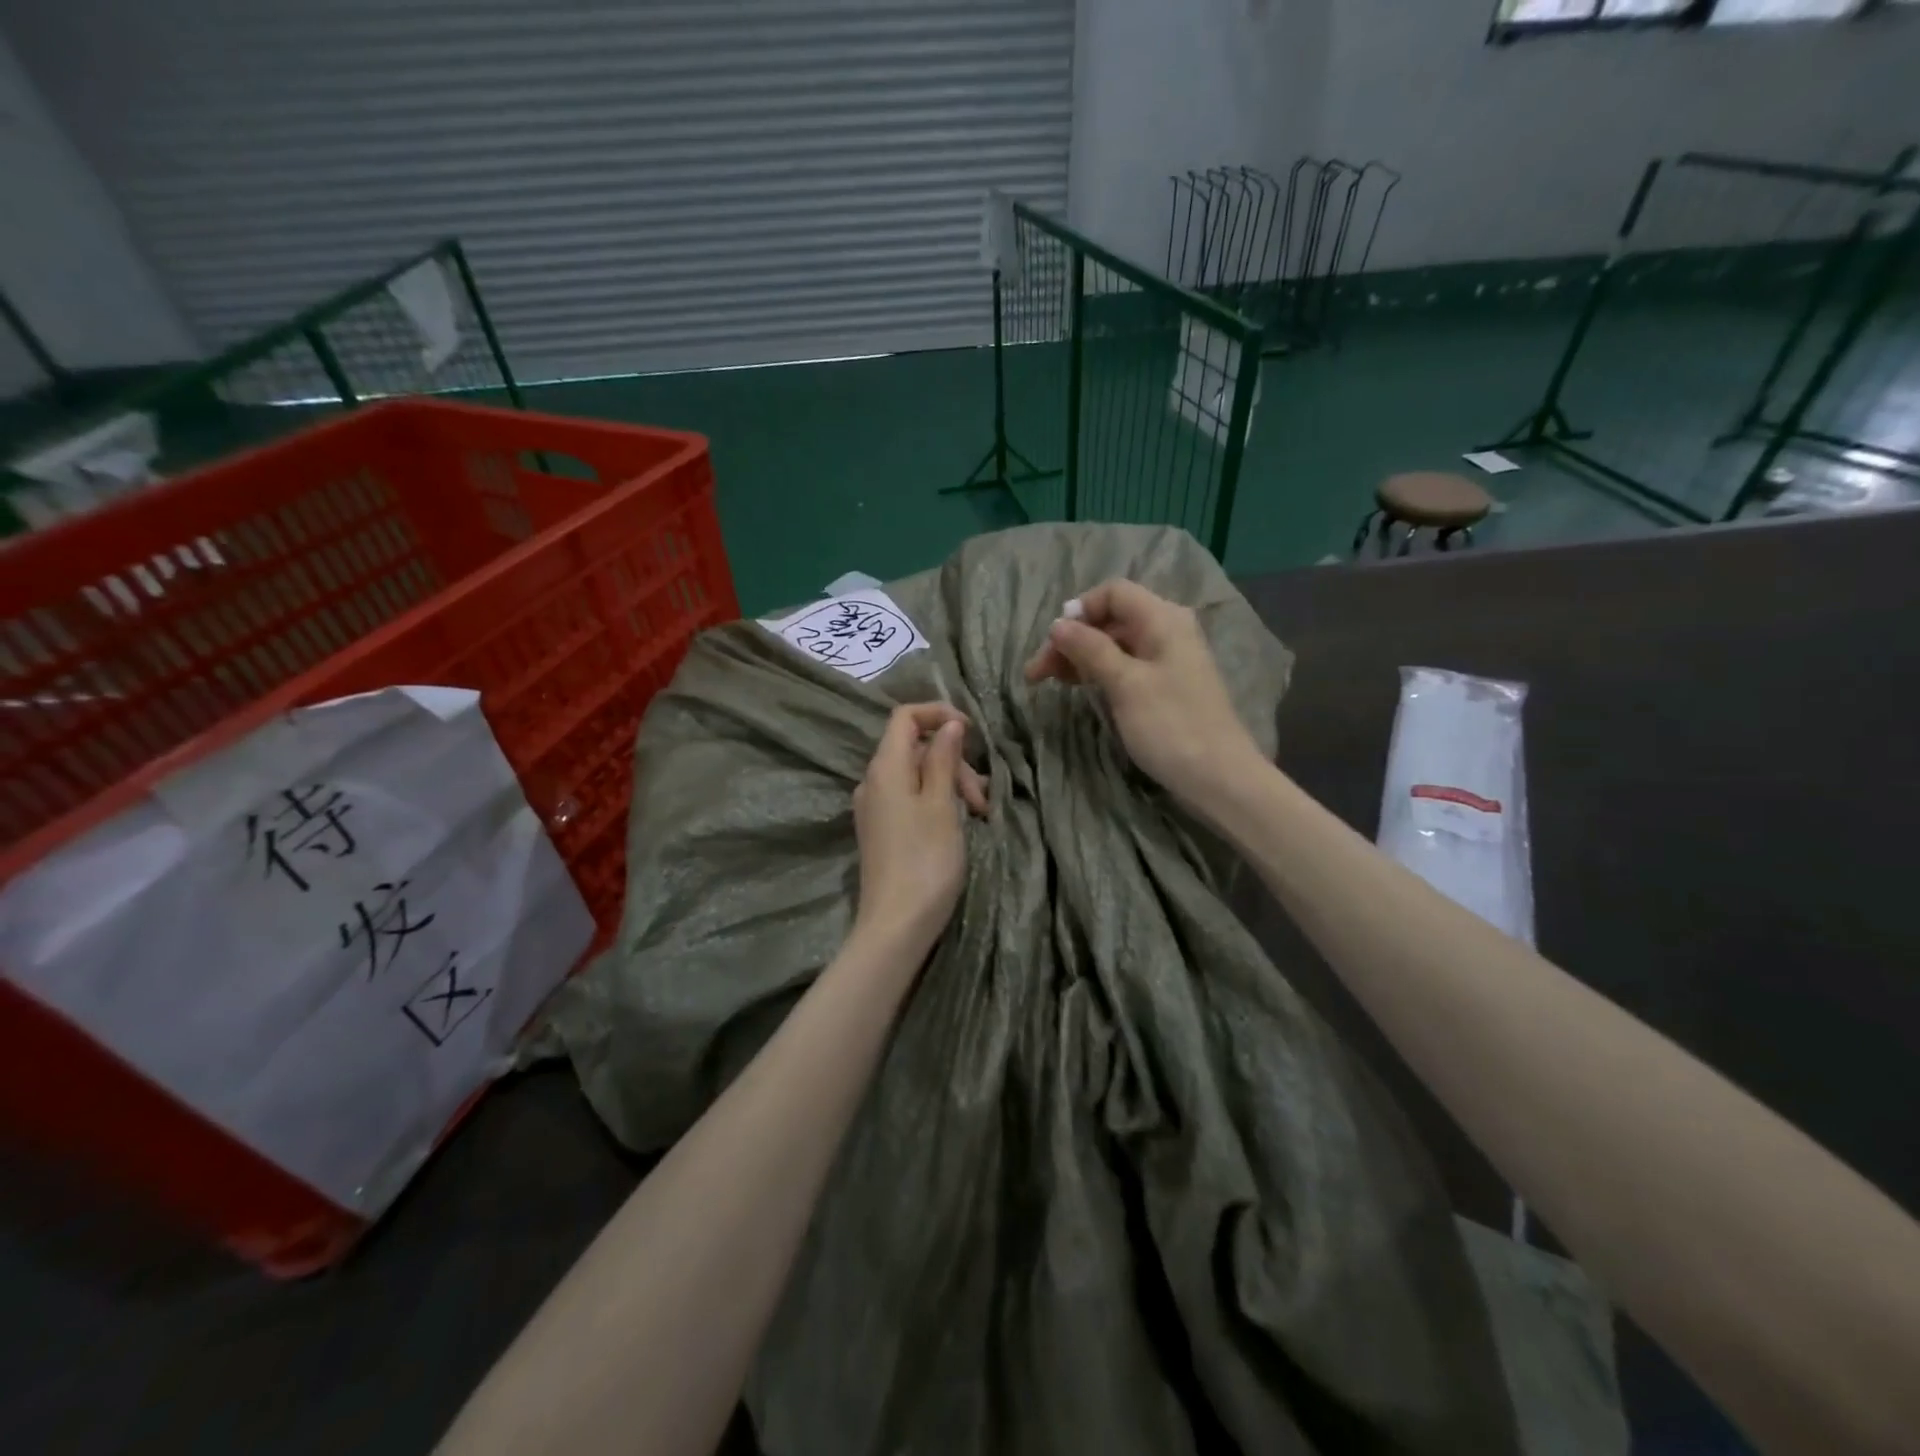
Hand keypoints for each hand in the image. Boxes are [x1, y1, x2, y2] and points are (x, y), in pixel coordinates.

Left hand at [851, 703, 987, 953]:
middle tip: (981, 799)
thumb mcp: (942, 804)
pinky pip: (910, 798)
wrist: (896, 925)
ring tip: (979, 815)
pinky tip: (959, 823)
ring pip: (917, 775)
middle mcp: (873, 781)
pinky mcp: (882, 830)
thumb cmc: (925, 861)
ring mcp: (875, 807)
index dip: (938, 713)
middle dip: (953, 762)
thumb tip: (949, 725)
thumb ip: (943, 759)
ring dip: (951, 784)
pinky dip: (937, 801)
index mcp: (885, 768)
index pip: (904, 716)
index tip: (971, 731)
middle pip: (915, 748)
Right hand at [1023, 579, 1261, 812]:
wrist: (1219, 777)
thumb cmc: (1171, 725)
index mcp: (1163, 619)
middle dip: (1072, 640)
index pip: (1113, 593)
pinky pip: (1126, 666)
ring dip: (1081, 658)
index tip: (1052, 642)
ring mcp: (1169, 659)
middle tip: (1038, 674)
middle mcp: (1168, 630)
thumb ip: (1090, 649)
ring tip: (1050, 682)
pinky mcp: (1166, 686)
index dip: (1079, 611)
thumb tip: (1058, 625)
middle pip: (1111, 619)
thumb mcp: (1125, 684)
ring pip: (1116, 644)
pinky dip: (1100, 673)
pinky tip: (1082, 689)